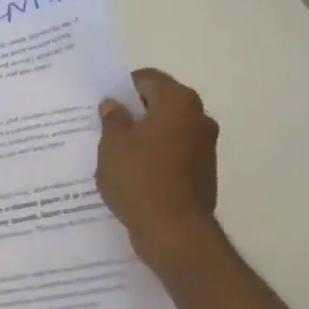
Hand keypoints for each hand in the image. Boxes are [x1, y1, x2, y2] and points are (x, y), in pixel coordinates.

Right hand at [97, 67, 220, 264]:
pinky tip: (132, 173)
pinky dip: (155, 157)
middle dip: (134, 112)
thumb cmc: (139, 177)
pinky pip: (173, 154)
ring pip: (167, 130)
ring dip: (144, 136)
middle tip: (104, 126)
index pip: (148, 79)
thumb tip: (115, 105)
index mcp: (178, 102)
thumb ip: (113, 119)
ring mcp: (205, 147)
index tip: (102, 103)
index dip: (123, 87)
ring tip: (114, 153)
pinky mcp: (203, 173)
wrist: (174, 230)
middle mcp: (199, 118)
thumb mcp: (112, 144)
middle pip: (160, 103)